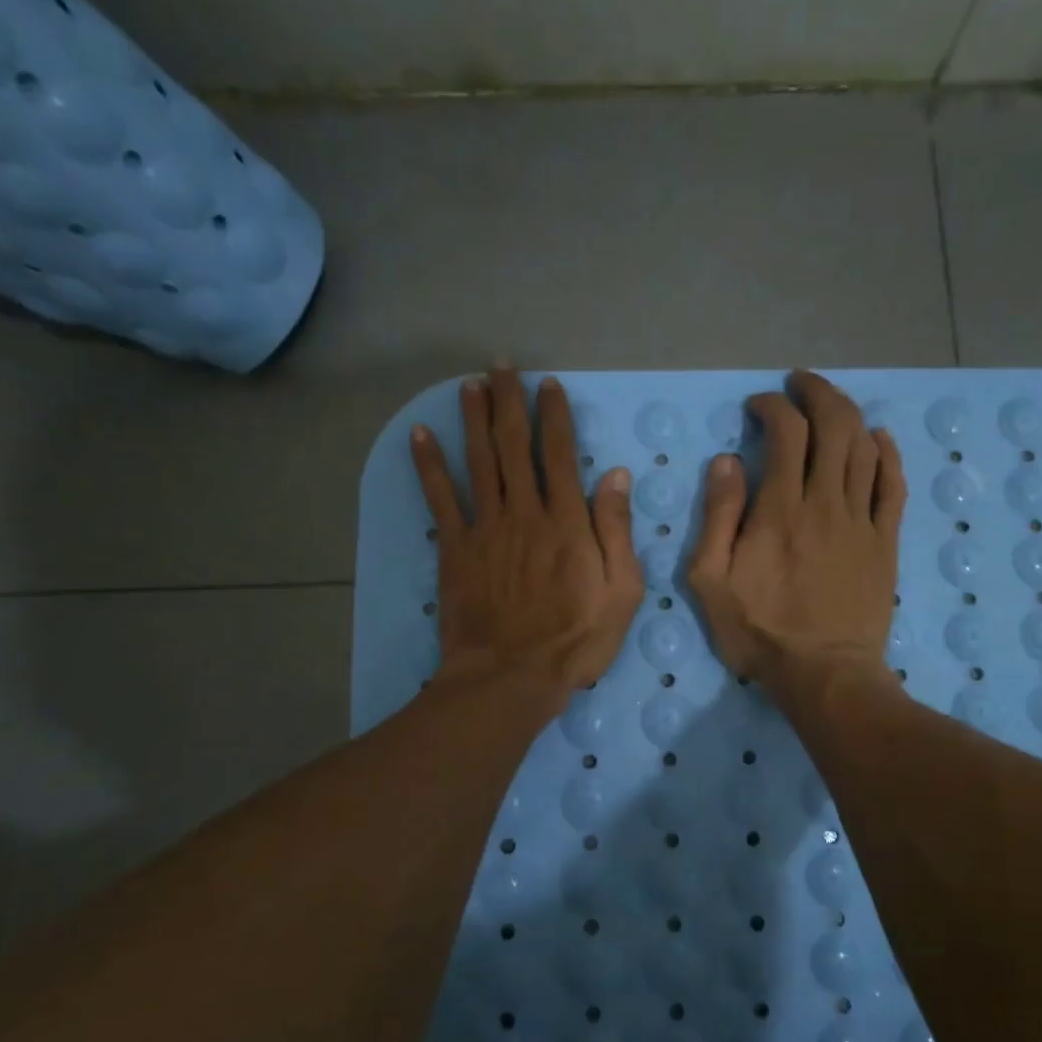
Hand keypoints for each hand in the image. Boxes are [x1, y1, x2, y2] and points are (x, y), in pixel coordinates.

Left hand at [412, 367, 644, 706]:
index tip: (549, 385)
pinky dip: (428, 465)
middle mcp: (524, 512)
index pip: (560, 455)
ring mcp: (486, 528)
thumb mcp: (622, 591)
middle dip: (509, 402)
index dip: (554, 416)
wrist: (512, 676)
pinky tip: (419, 434)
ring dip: (473, 419)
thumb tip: (616, 475)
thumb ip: (617, 531)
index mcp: (567, 521)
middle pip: (514, 446)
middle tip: (501, 366)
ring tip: (469, 384)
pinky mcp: (454, 548)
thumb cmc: (576, 640)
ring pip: (478, 461)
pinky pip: (440, 498)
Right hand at [687, 371, 905, 695]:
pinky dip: (888, 453)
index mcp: (780, 508)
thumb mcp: (710, 580)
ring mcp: (862, 520)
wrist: (824, 673)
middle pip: (834, 425)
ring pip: (865, 447)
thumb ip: (717, 517)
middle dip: (817, 393)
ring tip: (830, 405)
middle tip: (799, 385)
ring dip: (849, 415)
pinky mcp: (885, 541)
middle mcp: (826, 502)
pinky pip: (893, 485)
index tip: (757, 407)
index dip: (773, 407)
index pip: (786, 432)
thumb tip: (728, 462)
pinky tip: (879, 438)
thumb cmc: (760, 631)